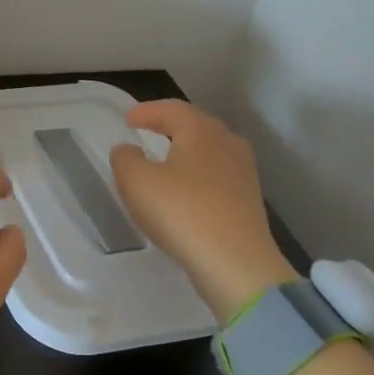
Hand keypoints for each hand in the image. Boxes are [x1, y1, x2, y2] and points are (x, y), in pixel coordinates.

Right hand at [109, 100, 297, 324]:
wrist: (236, 265)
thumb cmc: (182, 213)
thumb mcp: (136, 182)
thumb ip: (125, 158)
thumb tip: (129, 150)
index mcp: (201, 131)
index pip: (172, 109)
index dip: (147, 111)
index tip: (128, 119)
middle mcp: (228, 143)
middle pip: (195, 125)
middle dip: (170, 126)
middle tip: (146, 131)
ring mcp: (243, 173)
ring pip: (209, 151)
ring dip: (185, 151)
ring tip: (164, 159)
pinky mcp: (248, 200)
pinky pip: (216, 176)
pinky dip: (196, 175)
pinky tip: (184, 191)